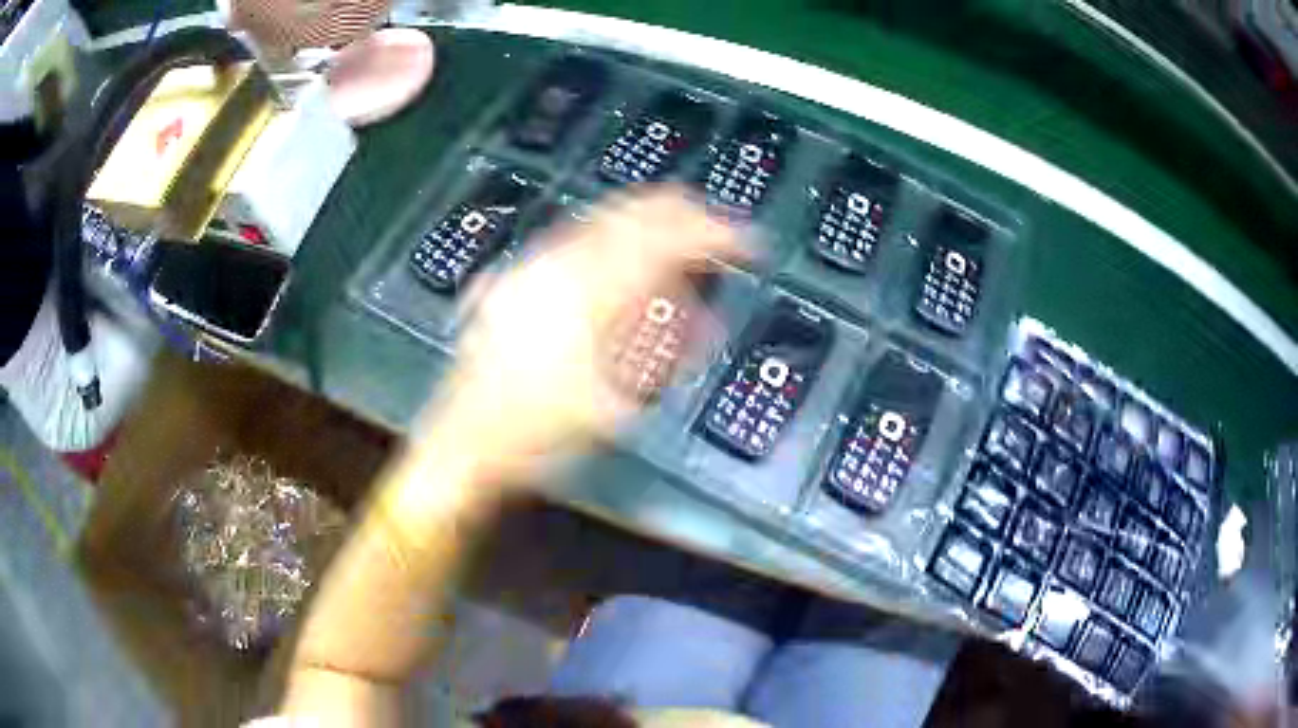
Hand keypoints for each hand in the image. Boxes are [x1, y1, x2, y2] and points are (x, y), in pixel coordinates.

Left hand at [415, 187, 739, 486]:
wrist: (467, 439)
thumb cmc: (540, 432)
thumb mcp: (616, 403)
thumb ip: (663, 351)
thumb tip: (701, 321)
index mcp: (589, 297)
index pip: (666, 242)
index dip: (713, 234)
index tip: (744, 241)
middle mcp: (559, 268)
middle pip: (634, 213)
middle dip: (684, 214)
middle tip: (715, 226)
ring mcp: (532, 267)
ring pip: (603, 216)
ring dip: (648, 219)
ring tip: (677, 231)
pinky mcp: (516, 276)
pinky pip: (574, 235)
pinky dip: (610, 233)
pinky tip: (620, 251)